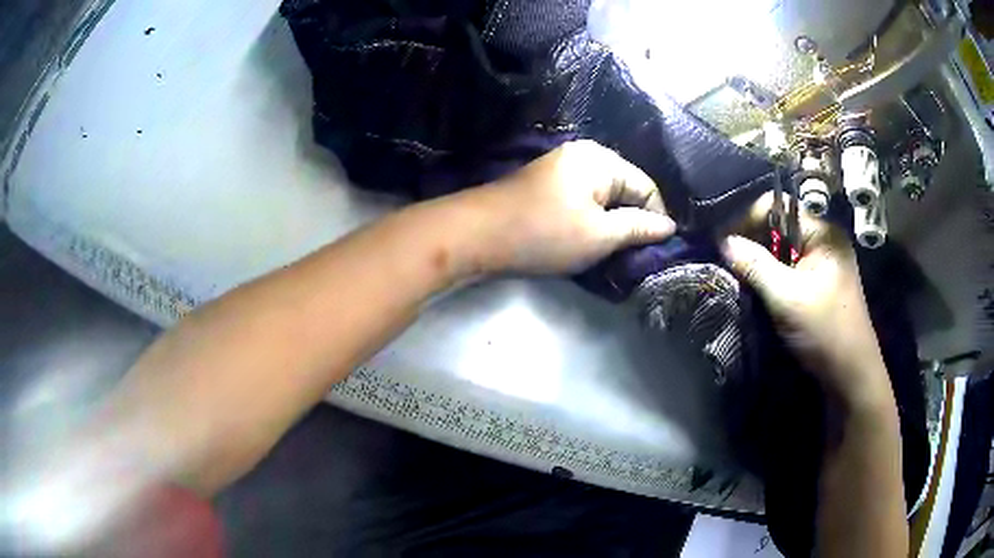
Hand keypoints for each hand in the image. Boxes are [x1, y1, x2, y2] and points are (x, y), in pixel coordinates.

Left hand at [460, 140, 675, 273]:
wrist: (477, 234)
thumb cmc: (544, 233)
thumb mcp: (600, 235)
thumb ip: (638, 228)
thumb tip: (669, 226)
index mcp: (600, 160)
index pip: (645, 185)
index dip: (657, 218)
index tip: (658, 248)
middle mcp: (583, 155)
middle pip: (625, 188)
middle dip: (633, 220)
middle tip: (635, 252)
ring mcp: (561, 168)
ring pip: (603, 196)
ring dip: (611, 222)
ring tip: (614, 249)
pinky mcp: (545, 184)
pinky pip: (582, 199)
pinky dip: (590, 218)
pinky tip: (588, 238)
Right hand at [719, 192, 891, 407]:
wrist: (851, 375)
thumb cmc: (824, 332)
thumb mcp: (787, 298)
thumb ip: (755, 265)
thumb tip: (723, 241)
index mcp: (823, 233)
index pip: (778, 207)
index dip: (747, 219)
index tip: (722, 242)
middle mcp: (824, 240)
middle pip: (780, 226)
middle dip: (752, 241)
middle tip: (727, 260)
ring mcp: (824, 263)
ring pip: (783, 250)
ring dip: (761, 261)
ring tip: (738, 274)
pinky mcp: (820, 283)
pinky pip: (790, 268)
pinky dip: (772, 275)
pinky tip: (758, 288)